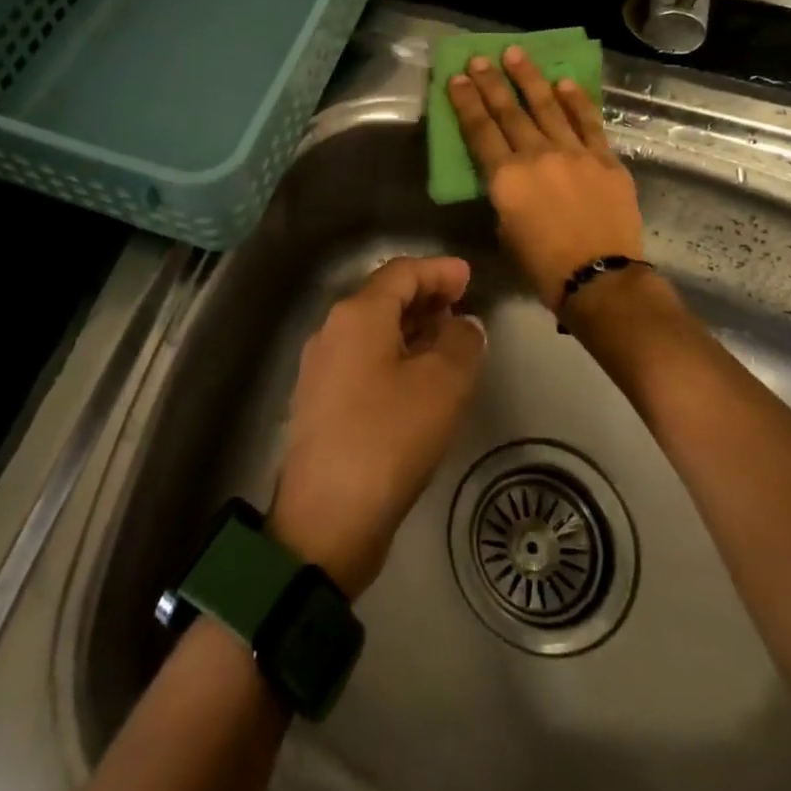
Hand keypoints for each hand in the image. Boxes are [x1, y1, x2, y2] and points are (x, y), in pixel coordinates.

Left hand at [269, 256, 485, 599]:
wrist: (326, 519)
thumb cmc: (389, 437)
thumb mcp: (443, 385)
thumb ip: (462, 342)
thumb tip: (464, 324)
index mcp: (357, 314)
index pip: (401, 272)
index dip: (438, 270)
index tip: (469, 277)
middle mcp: (332, 330)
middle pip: (383, 297)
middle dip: (425, 296)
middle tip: (462, 305)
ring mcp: (321, 367)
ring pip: (373, 330)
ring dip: (411, 327)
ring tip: (448, 338)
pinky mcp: (321, 401)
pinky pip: (363, 358)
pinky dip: (395, 354)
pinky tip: (419, 377)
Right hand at [445, 46, 644, 309]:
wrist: (600, 279)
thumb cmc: (543, 266)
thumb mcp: (506, 230)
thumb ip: (506, 195)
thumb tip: (512, 176)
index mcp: (506, 178)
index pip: (480, 130)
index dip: (466, 102)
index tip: (456, 78)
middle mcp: (537, 156)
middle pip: (509, 111)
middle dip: (491, 82)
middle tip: (479, 58)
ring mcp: (574, 153)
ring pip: (547, 106)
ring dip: (529, 78)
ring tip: (516, 54)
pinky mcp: (605, 158)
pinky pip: (588, 122)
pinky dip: (575, 101)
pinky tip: (565, 82)